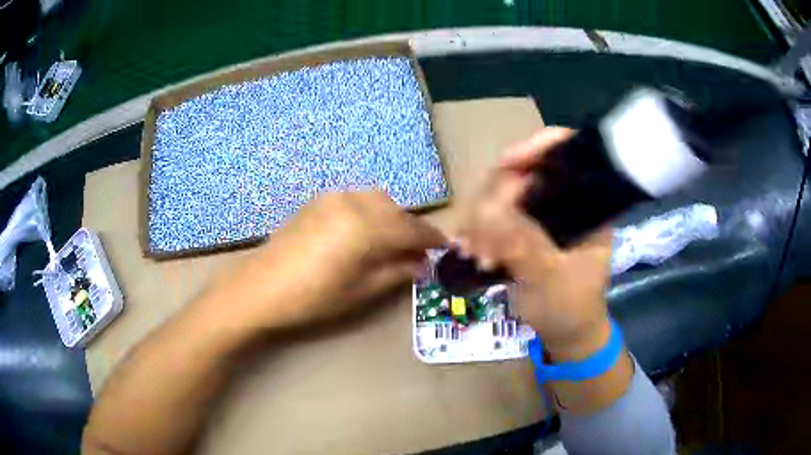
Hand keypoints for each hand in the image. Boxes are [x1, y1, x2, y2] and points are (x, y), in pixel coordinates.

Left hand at [203, 190, 444, 330]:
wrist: (261, 287)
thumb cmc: (312, 298)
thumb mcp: (360, 291)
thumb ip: (395, 273)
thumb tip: (422, 265)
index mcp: (365, 228)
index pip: (410, 230)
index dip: (431, 239)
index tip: (444, 248)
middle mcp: (353, 203)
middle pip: (396, 211)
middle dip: (412, 229)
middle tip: (419, 251)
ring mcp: (333, 198)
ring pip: (377, 200)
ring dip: (392, 217)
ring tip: (393, 241)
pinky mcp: (318, 201)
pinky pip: (356, 199)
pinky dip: (371, 211)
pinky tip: (367, 230)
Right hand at [458, 127, 612, 358]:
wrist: (564, 335)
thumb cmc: (571, 308)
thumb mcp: (553, 280)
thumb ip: (525, 246)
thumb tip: (487, 212)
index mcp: (588, 204)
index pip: (568, 152)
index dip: (538, 147)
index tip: (506, 163)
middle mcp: (563, 200)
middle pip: (524, 170)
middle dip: (496, 198)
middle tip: (481, 235)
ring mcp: (540, 214)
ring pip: (501, 192)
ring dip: (481, 219)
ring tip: (476, 254)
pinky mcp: (521, 229)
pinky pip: (491, 215)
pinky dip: (477, 230)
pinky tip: (469, 250)